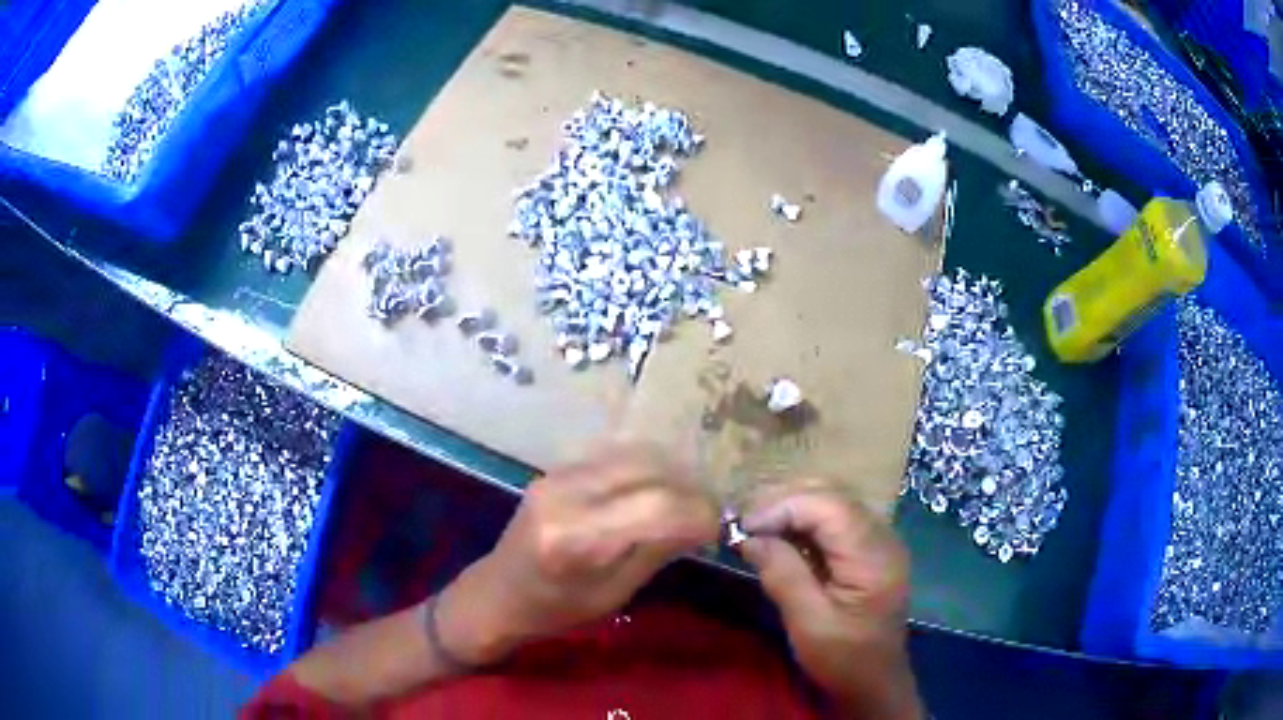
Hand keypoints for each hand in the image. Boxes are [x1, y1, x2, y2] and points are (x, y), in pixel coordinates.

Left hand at [436, 442, 718, 663]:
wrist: (498, 592)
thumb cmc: (556, 610)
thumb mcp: (615, 594)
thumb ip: (657, 551)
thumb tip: (703, 521)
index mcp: (577, 539)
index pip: (657, 506)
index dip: (698, 514)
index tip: (716, 529)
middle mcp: (566, 494)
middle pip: (650, 472)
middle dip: (690, 491)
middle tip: (705, 514)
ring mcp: (558, 475)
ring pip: (636, 456)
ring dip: (671, 475)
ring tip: (684, 502)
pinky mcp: (557, 468)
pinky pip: (616, 457)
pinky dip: (647, 470)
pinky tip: (655, 491)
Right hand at [740, 483, 920, 719]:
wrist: (875, 683)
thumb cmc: (844, 660)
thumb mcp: (808, 624)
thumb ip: (783, 575)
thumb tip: (749, 537)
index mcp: (874, 556)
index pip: (829, 506)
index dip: (783, 506)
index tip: (743, 525)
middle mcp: (883, 537)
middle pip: (833, 495)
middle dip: (785, 500)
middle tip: (744, 521)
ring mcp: (880, 540)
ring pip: (834, 501)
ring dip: (792, 507)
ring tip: (756, 526)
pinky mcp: (870, 549)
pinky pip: (836, 519)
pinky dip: (804, 521)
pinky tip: (781, 536)